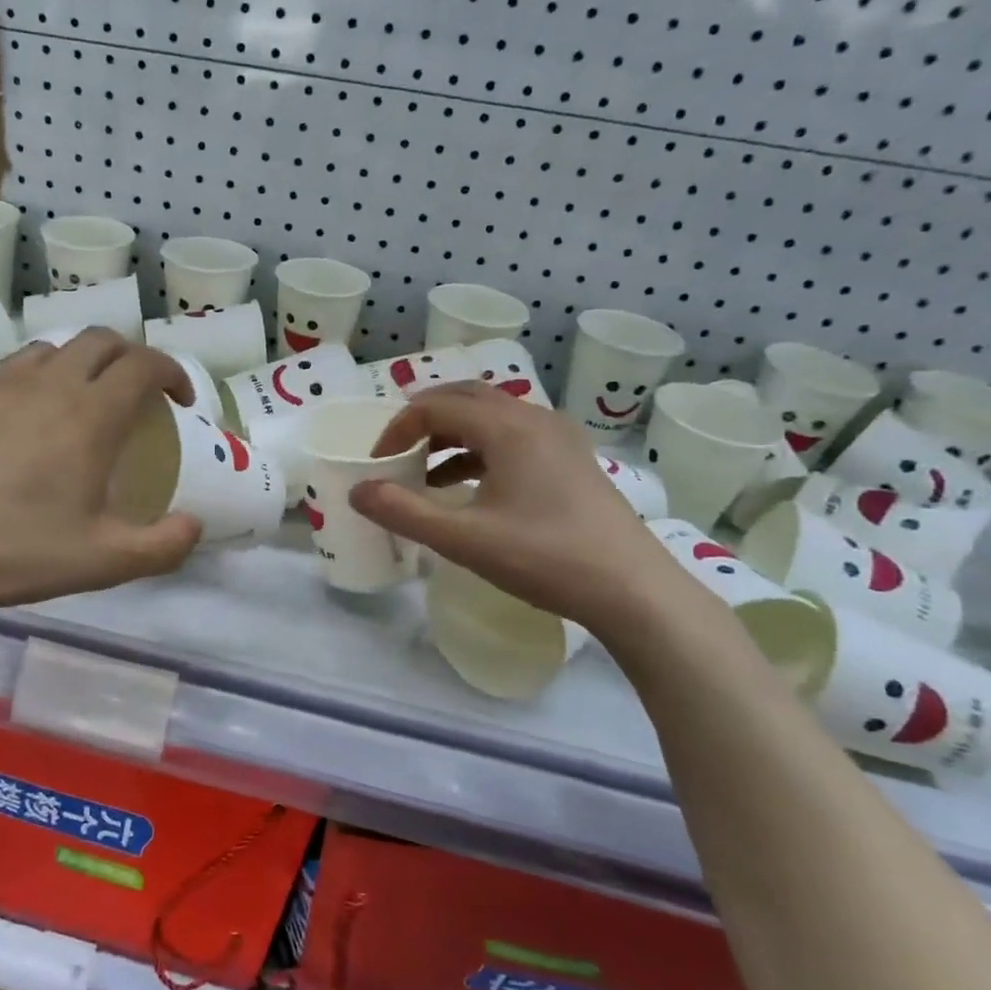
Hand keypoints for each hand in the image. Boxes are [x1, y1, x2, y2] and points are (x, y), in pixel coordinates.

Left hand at [0, 331, 202, 630]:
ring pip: (53, 348)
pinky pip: (13, 368)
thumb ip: (162, 546)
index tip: (180, 400)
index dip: (171, 372)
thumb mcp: (102, 562)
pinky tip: (27, 423)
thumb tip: (193, 526)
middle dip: (132, 358)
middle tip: (139, 397)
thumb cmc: (11, 550)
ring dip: (83, 363)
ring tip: (84, 403)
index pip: (143, 364)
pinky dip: (40, 378)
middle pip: (101, 341)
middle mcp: (47, 384)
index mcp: (90, 414)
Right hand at [349, 381, 687, 633]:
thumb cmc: (546, 558)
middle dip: (423, 420)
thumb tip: (357, 491)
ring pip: (491, 417)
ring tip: (424, 473)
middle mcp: (534, 418)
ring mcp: (558, 437)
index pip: (435, 407)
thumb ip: (403, 512)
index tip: (378, 465)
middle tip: (396, 452)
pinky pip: (513, 437)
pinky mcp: (571, 460)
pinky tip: (468, 487)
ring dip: (452, 435)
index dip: (397, 430)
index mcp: (508, 427)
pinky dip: (480, 451)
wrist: (633, 591)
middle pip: (465, 398)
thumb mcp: (464, 539)